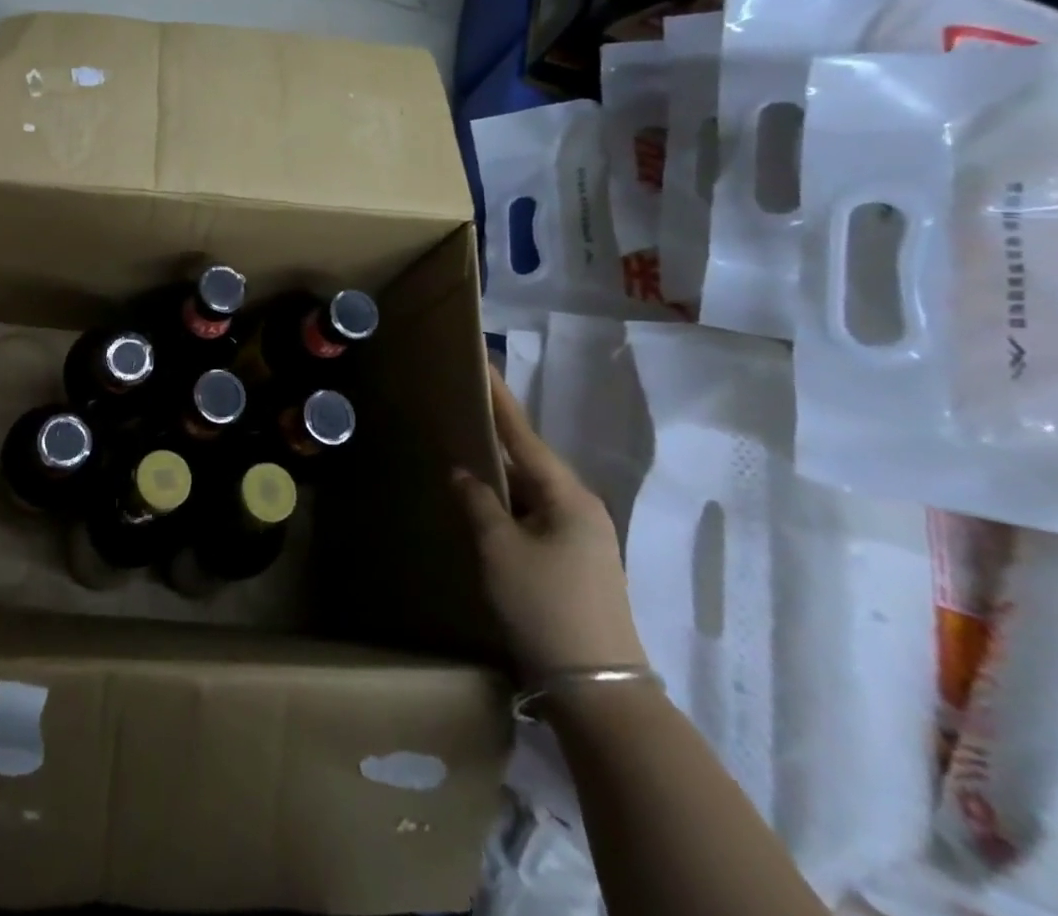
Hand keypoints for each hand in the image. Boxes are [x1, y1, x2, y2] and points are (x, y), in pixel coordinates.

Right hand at [452, 365, 648, 679]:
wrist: (597, 692)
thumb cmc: (545, 607)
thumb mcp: (499, 549)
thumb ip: (477, 501)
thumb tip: (463, 472)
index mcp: (568, 496)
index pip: (524, 435)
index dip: (500, 400)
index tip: (483, 364)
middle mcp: (581, 509)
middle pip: (529, 461)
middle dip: (495, 437)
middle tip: (460, 409)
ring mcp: (582, 539)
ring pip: (531, 493)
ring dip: (499, 476)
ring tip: (463, 451)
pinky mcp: (575, 564)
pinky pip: (534, 517)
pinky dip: (508, 505)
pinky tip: (483, 506)